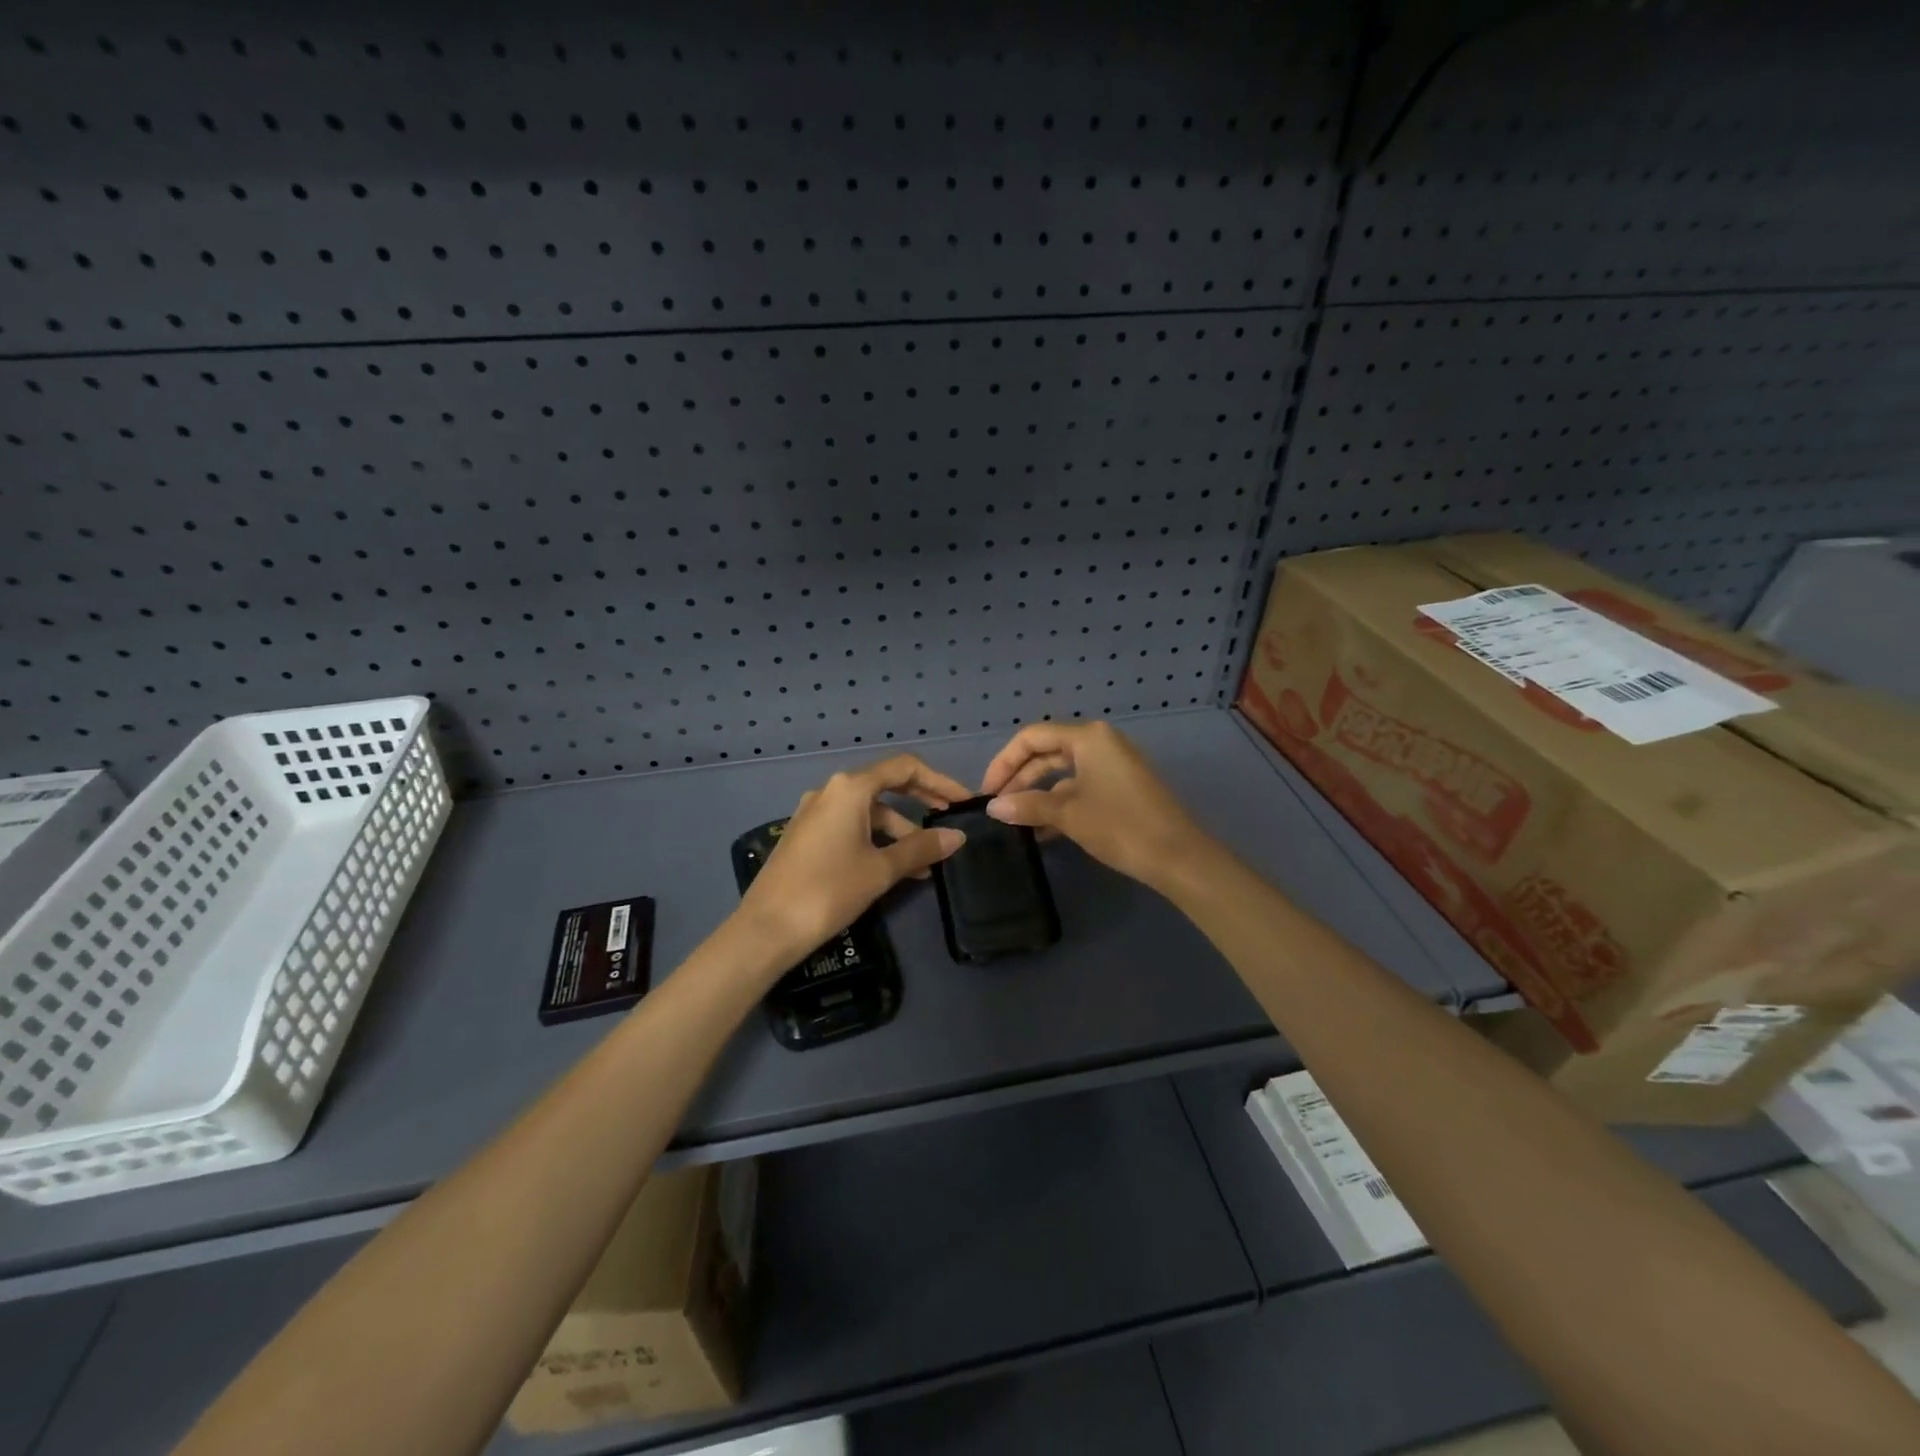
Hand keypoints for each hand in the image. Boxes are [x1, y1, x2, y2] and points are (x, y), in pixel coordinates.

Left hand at [736, 755, 968, 965]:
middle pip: (886, 785)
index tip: (963, 802)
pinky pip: (851, 826)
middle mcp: (831, 791)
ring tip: (926, 863)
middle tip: (950, 821)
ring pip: (869, 811)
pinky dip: (877, 840)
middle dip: (921, 802)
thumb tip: (957, 836)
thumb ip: (922, 848)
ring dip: (900, 830)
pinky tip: (894, 868)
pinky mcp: (807, 835)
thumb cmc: (829, 890)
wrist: (766, 928)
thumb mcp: (881, 869)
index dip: (939, 781)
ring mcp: (815, 812)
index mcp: (850, 788)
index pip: (904, 768)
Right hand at [980, 721, 1209, 890]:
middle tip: (996, 807)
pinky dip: (1058, 803)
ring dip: (1036, 794)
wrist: (1179, 857)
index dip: (1004, 762)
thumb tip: (993, 807)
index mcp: (1088, 737)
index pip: (1032, 738)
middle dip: (1018, 778)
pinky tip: (1040, 830)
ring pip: (1062, 772)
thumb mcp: (1068, 814)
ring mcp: (1112, 765)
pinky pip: (1079, 787)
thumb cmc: (1121, 825)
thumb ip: (1027, 805)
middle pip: (1046, 752)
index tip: (987, 792)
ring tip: (1013, 821)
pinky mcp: (1120, 787)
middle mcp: (1100, 743)